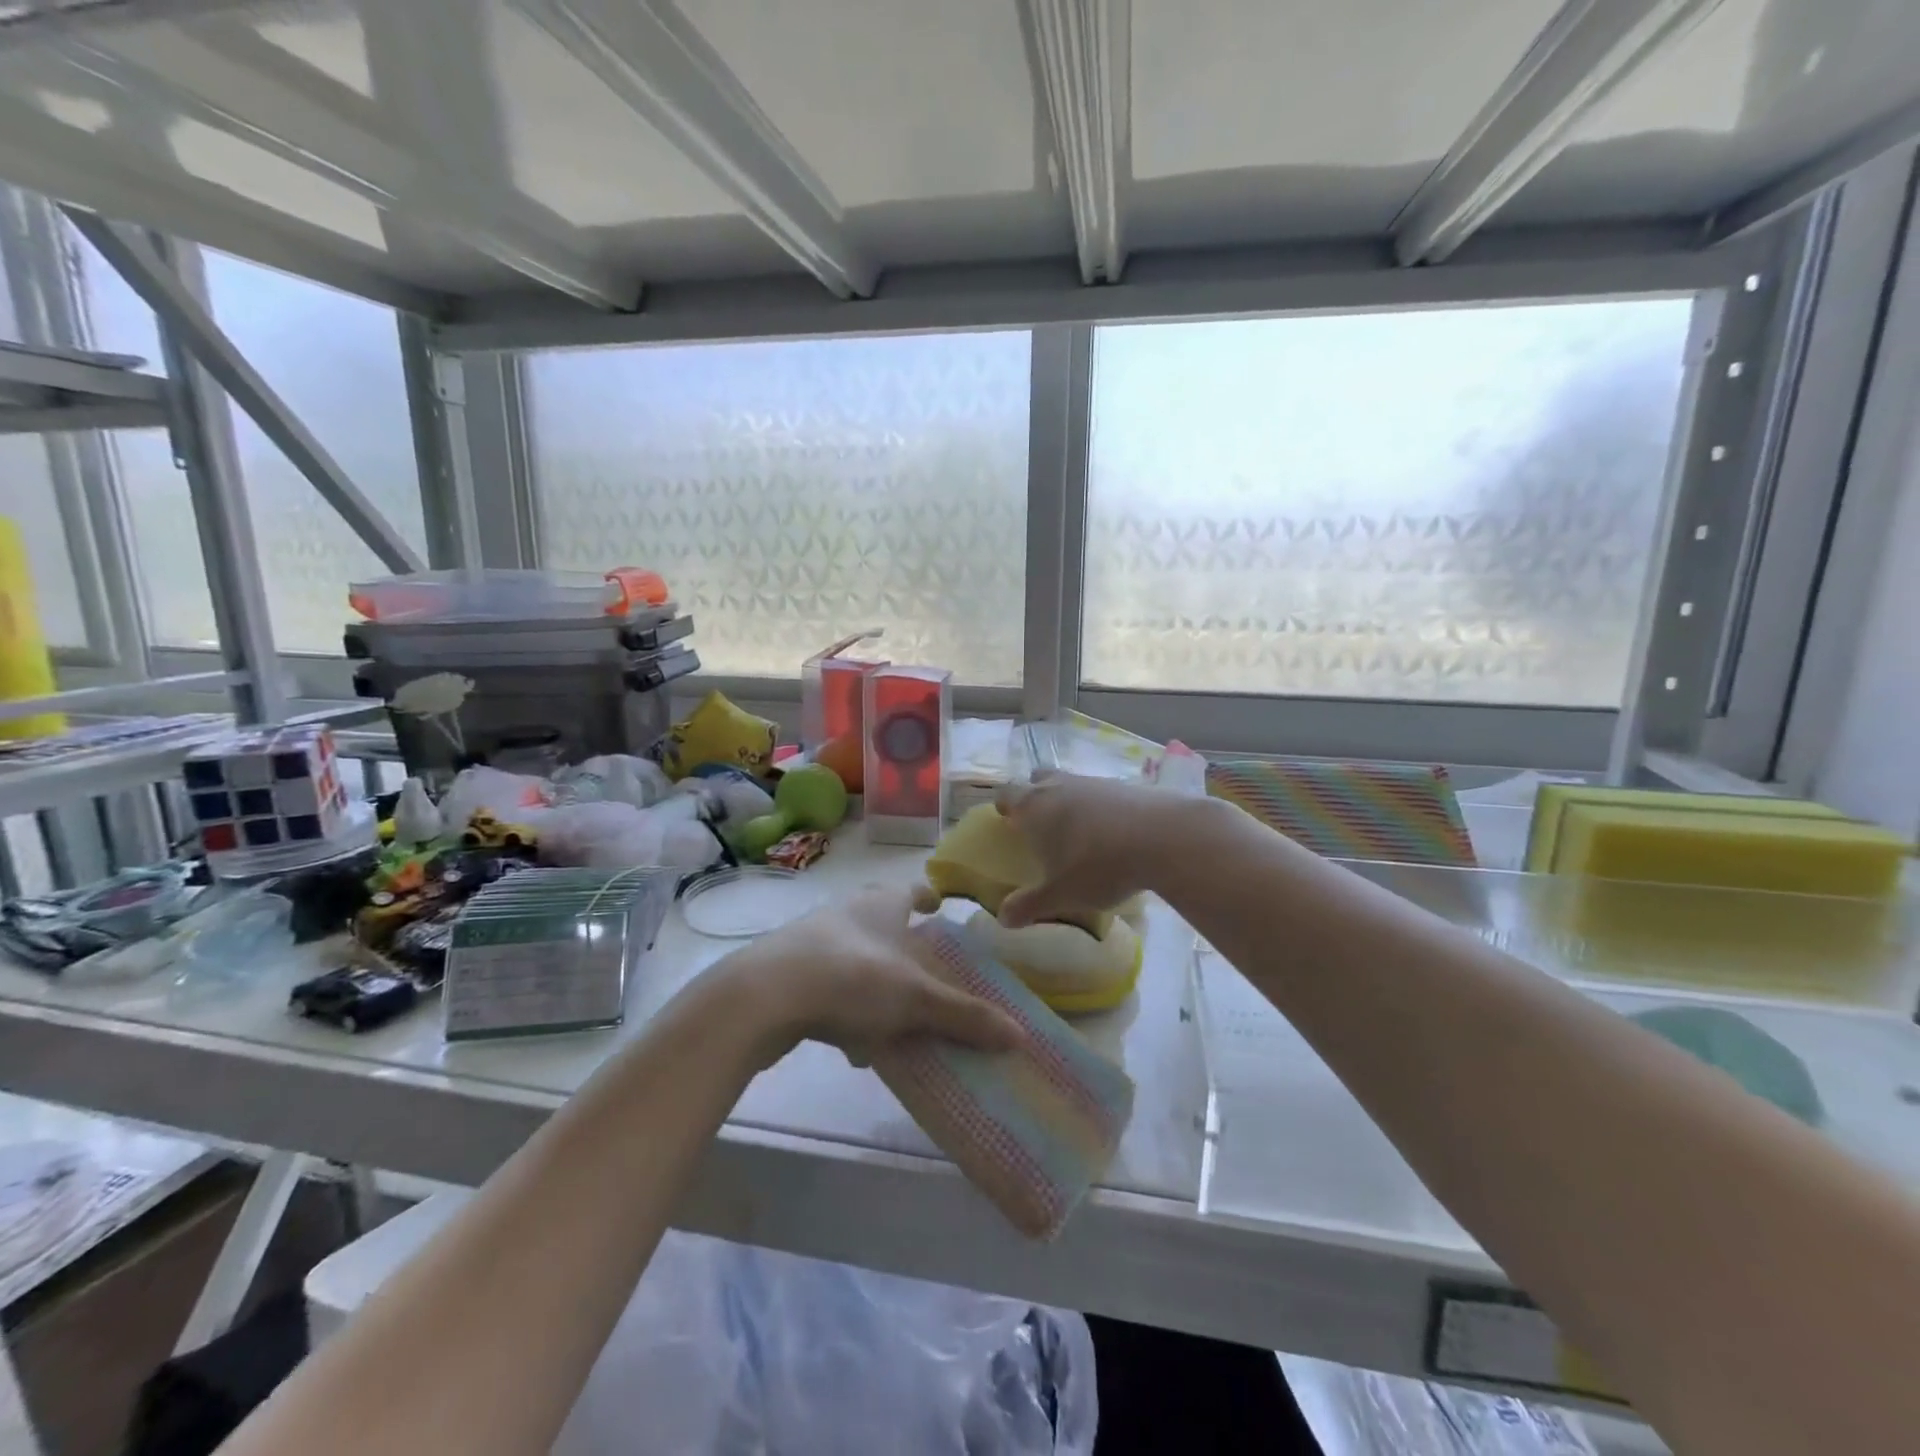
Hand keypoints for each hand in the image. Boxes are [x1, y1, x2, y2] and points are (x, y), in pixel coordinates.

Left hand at [713, 886, 1022, 1065]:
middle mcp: (847, 913)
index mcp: (880, 904)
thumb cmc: (851, 978)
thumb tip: (1018, 1035)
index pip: (911, 891)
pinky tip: (854, 1045)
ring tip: (896, 1015)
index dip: (928, 898)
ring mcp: (811, 940)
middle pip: (880, 921)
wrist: (761, 998)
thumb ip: (964, 1016)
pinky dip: (846, 1009)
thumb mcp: (915, 999)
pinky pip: (828, 987)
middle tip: (924, 968)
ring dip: (874, 981)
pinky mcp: (786, 972)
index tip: (940, 907)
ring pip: (854, 956)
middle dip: (901, 943)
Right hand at [992, 772, 1201, 928]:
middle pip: (1037, 779)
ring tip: (1078, 832)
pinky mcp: (1124, 785)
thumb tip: (1002, 918)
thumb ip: (1030, 905)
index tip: (1007, 820)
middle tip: (1040, 823)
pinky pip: (1100, 792)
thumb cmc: (1099, 865)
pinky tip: (1112, 832)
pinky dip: (1099, 807)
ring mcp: (1093, 782)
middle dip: (1035, 796)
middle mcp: (1059, 786)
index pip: (1007, 794)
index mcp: (1035, 807)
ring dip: (1068, 800)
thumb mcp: (1062, 894)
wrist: (1163, 836)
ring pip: (1070, 783)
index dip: (1004, 805)